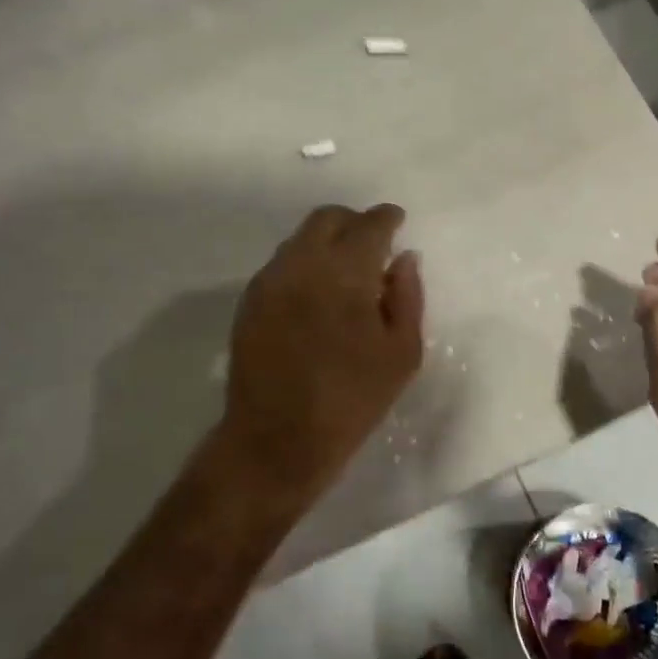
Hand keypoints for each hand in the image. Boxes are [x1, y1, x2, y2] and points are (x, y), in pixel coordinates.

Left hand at [219, 203, 424, 504]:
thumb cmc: (352, 400)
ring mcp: (270, 281)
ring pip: (301, 239)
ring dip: (328, 242)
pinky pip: (283, 264)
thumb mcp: (402, 353)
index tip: (398, 222)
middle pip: (328, 219)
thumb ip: (407, 296)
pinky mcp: (250, 301)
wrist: (277, 440)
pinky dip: (305, 264)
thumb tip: (404, 259)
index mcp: (344, 272)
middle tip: (373, 245)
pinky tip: (318, 294)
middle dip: (354, 222)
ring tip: (346, 273)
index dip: (387, 218)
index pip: (369, 225)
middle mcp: (302, 264)